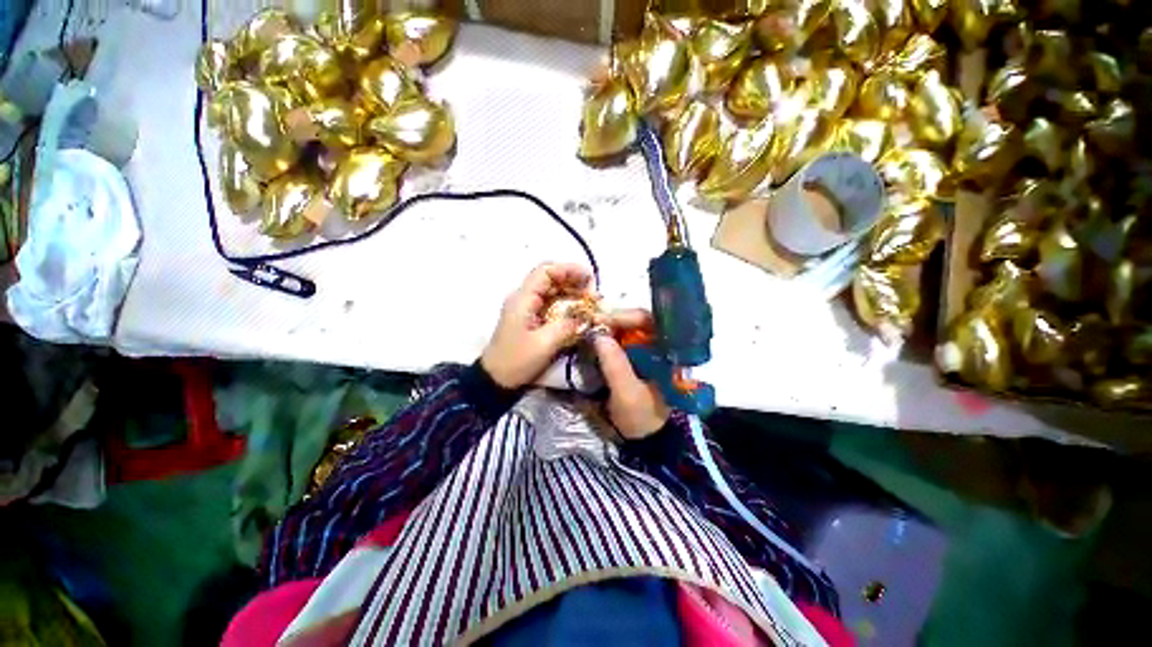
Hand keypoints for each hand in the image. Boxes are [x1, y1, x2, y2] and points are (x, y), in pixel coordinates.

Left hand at [481, 263, 592, 389]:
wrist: (496, 378)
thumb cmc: (517, 360)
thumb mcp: (544, 344)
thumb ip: (567, 326)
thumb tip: (585, 316)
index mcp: (523, 299)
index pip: (545, 272)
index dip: (568, 269)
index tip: (589, 277)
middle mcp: (523, 298)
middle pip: (549, 278)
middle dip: (572, 280)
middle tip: (592, 292)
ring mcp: (525, 307)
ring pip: (550, 290)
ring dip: (570, 291)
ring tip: (589, 300)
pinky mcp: (529, 317)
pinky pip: (549, 303)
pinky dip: (564, 302)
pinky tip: (577, 310)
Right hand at [593, 310, 669, 439]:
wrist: (647, 439)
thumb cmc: (642, 417)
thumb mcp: (627, 394)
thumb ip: (615, 365)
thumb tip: (598, 335)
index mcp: (669, 352)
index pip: (650, 321)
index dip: (625, 316)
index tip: (600, 320)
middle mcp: (662, 346)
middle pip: (638, 321)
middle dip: (614, 320)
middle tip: (592, 323)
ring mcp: (650, 351)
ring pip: (629, 330)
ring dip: (611, 328)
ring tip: (592, 330)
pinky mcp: (638, 359)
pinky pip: (623, 341)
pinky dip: (609, 339)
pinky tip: (597, 341)